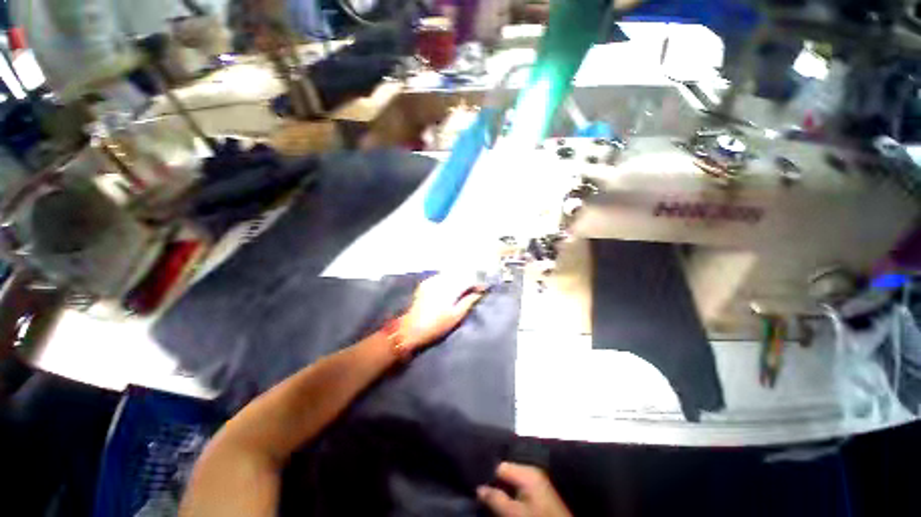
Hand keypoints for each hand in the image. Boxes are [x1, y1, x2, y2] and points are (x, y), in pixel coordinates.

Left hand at [398, 275, 485, 351]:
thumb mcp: (456, 316)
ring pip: (450, 273)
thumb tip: (479, 293)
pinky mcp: (425, 283)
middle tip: (476, 287)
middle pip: (459, 273)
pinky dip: (450, 279)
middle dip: (470, 278)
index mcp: (449, 288)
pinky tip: (452, 286)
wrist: (410, 329)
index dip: (478, 283)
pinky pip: (442, 276)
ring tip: (466, 287)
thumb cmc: (436, 325)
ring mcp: (431, 280)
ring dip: (460, 277)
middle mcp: (440, 280)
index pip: (468, 279)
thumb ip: (468, 302)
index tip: (484, 288)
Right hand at [477, 463, 571, 516]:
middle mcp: (532, 469)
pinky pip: (520, 484)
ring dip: (503, 487)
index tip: (477, 485)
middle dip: (496, 481)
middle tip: (483, 493)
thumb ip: (496, 499)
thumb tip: (479, 488)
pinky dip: (512, 491)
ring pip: (512, 478)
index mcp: (527, 471)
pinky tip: (506, 498)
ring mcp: (537, 479)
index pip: (500, 466)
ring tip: (493, 496)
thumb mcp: (514, 513)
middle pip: (506, 470)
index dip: (487, 476)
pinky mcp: (539, 488)